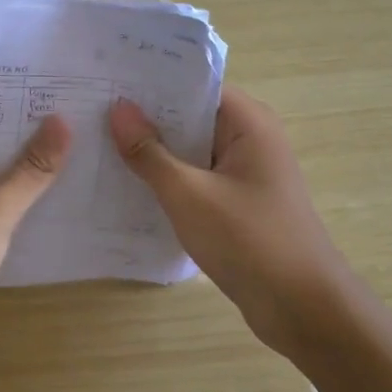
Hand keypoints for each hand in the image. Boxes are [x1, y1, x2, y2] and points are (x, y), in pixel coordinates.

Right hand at [109, 88, 353, 356]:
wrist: (303, 309)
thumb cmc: (250, 241)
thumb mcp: (189, 195)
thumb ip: (150, 152)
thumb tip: (118, 109)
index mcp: (248, 122)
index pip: (192, 85)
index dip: (150, 83)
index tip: (106, 82)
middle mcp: (249, 138)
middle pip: (189, 116)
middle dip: (144, 117)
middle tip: (88, 112)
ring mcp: (244, 172)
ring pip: (190, 150)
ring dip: (153, 151)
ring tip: (97, 143)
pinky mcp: (237, 202)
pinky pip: (196, 178)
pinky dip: (167, 180)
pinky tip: (127, 186)